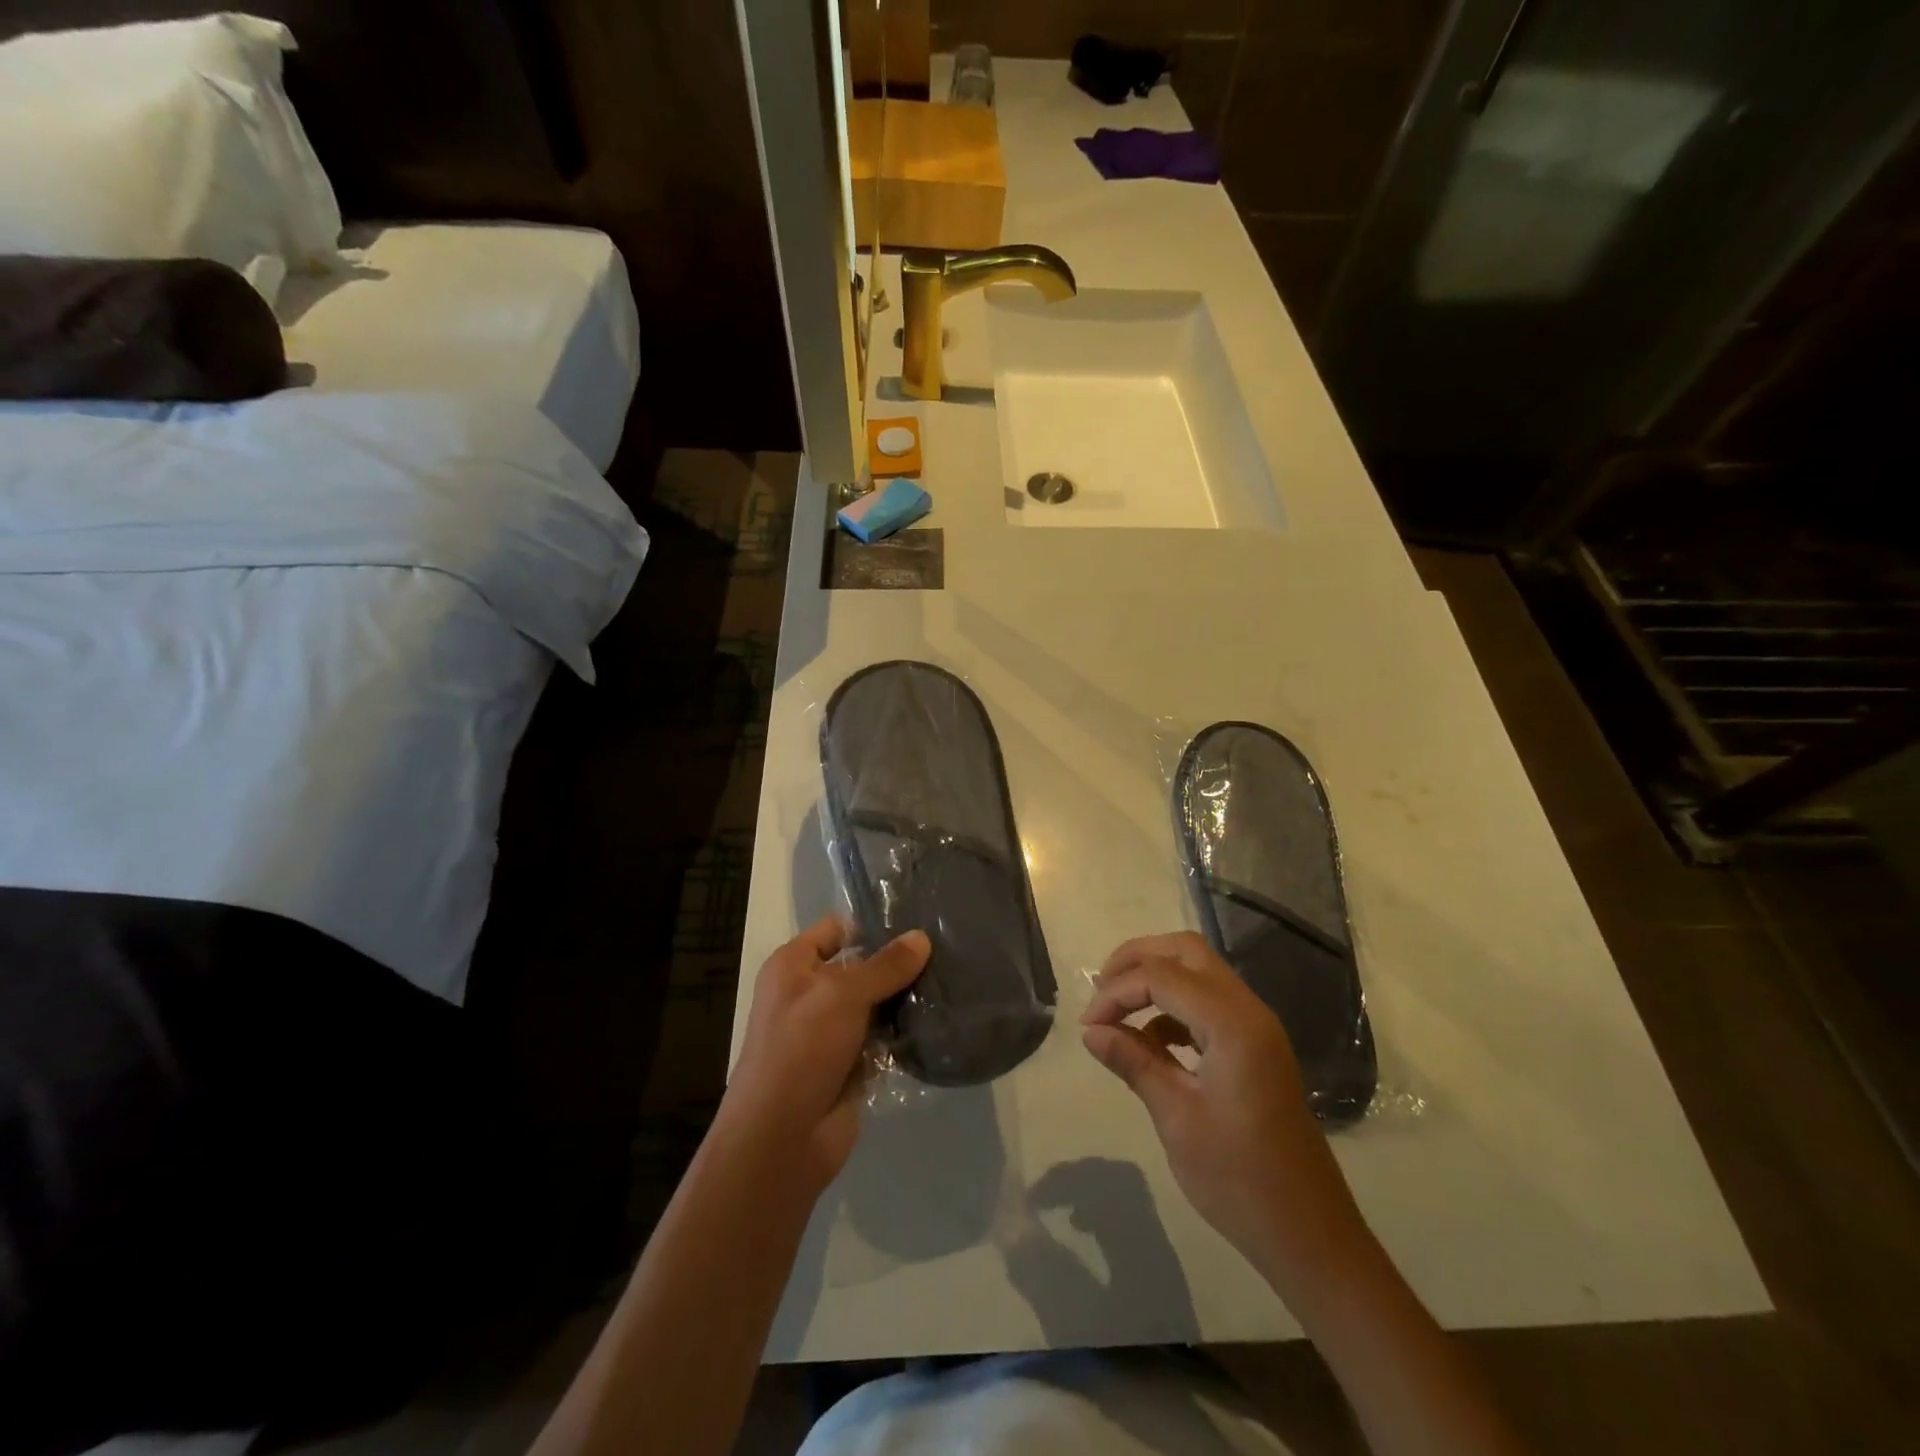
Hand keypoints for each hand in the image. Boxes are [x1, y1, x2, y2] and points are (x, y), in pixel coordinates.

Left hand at [721, 915, 929, 1191]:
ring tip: (951, 981)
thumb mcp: (842, 995)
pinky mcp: (849, 1064)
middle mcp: (810, 993)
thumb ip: (885, 966)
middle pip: (861, 966)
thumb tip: (922, 937)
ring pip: (875, 1003)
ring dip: (904, 999)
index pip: (837, 928)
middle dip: (898, 962)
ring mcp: (830, 1031)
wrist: (781, 1139)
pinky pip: (881, 1038)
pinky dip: (903, 1034)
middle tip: (946, 950)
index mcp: (793, 965)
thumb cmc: (801, 1050)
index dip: (873, 924)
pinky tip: (938, 1020)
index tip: (919, 922)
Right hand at [1081, 932, 1368, 1297]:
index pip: (1161, 976)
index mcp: (1232, 1024)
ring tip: (1117, 1013)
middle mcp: (1249, 1011)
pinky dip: (1174, 1007)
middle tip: (1101, 991)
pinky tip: (1150, 1041)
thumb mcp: (1176, 1118)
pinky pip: (1209, 1003)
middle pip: (1186, 952)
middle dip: (1137, 960)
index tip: (1087, 1026)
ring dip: (1156, 979)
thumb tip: (1091, 1031)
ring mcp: (1257, 1028)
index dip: (1117, 992)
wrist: (1310, 1235)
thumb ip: (1133, 1062)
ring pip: (1199, 972)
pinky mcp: (1256, 1047)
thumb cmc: (1239, 1180)